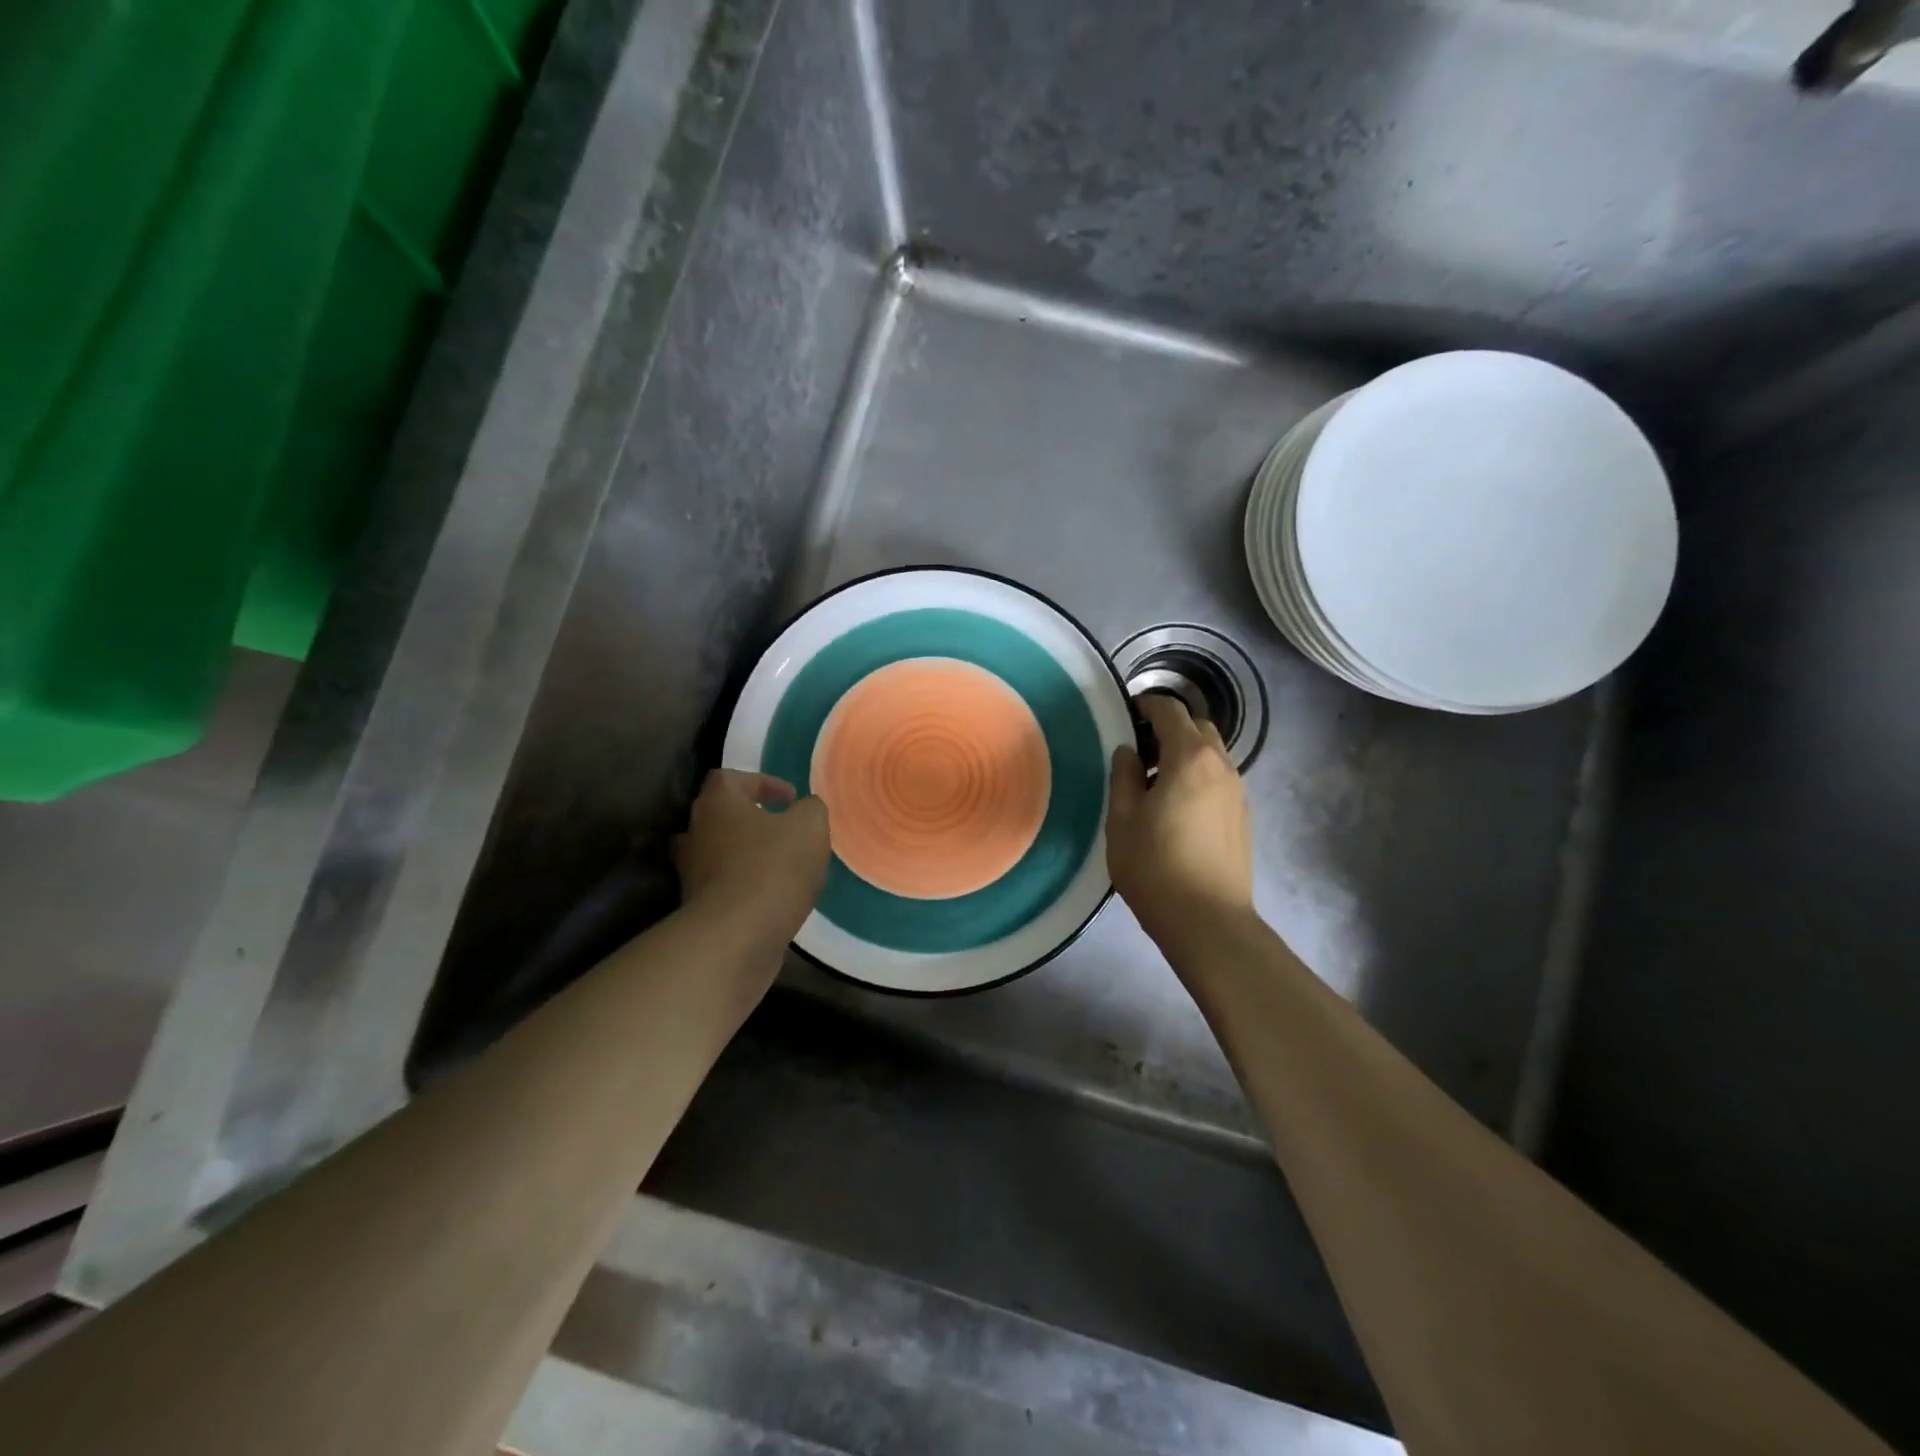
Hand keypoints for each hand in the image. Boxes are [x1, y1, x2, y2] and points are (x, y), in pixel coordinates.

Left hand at [674, 770, 830, 944]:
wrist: (736, 937)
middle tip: (782, 829)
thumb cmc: (773, 868)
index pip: (729, 778)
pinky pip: (723, 885)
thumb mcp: (810, 827)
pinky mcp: (697, 907)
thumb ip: (811, 809)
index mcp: (718, 803)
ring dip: (745, 854)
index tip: (790, 799)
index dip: (761, 783)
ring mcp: (691, 872)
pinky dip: (744, 885)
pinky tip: (773, 896)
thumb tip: (805, 808)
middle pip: (720, 815)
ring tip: (780, 865)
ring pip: (719, 852)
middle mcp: (695, 832)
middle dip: (751, 819)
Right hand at [1107, 695, 1253, 946]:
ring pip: (1212, 753)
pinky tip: (1177, 806)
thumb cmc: (1155, 866)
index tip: (1126, 714)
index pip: (1170, 711)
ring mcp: (1237, 791)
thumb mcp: (1122, 820)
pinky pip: (1219, 778)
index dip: (1146, 706)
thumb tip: (1128, 751)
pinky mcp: (1242, 816)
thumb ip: (1123, 776)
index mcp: (1189, 758)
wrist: (1208, 920)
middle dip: (1169, 727)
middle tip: (1138, 750)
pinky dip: (1198, 775)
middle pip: (1197, 727)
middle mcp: (1221, 765)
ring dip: (1185, 753)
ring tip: (1155, 781)